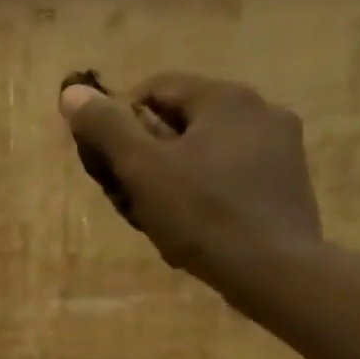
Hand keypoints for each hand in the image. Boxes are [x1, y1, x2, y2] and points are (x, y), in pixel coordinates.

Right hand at [58, 73, 322, 292]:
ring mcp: (281, 146)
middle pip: (181, 118)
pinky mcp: (287, 180)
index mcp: (226, 98)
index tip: (106, 158)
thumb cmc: (200, 212)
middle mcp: (261, 110)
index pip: (155, 88)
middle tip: (126, 189)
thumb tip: (72, 92)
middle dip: (146, 149)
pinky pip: (229, 170)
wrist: (274, 270)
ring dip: (172, 170)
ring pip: (205, 146)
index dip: (119, 119)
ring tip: (156, 210)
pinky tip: (192, 219)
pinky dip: (202, 185)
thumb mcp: (140, 167)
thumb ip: (106, 126)